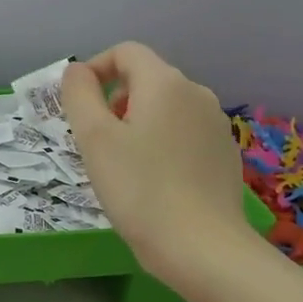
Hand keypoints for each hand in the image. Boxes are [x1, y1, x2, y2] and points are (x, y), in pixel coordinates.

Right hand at [62, 43, 252, 290]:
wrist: (203, 249)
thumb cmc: (140, 190)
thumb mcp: (94, 139)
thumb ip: (79, 94)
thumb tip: (78, 70)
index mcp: (166, 83)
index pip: (125, 52)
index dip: (95, 69)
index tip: (77, 106)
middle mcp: (197, 94)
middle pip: (146, 79)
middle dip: (114, 101)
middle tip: (95, 143)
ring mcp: (216, 125)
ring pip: (165, 108)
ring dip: (136, 123)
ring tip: (121, 165)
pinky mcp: (224, 155)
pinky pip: (183, 134)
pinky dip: (161, 143)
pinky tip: (153, 182)